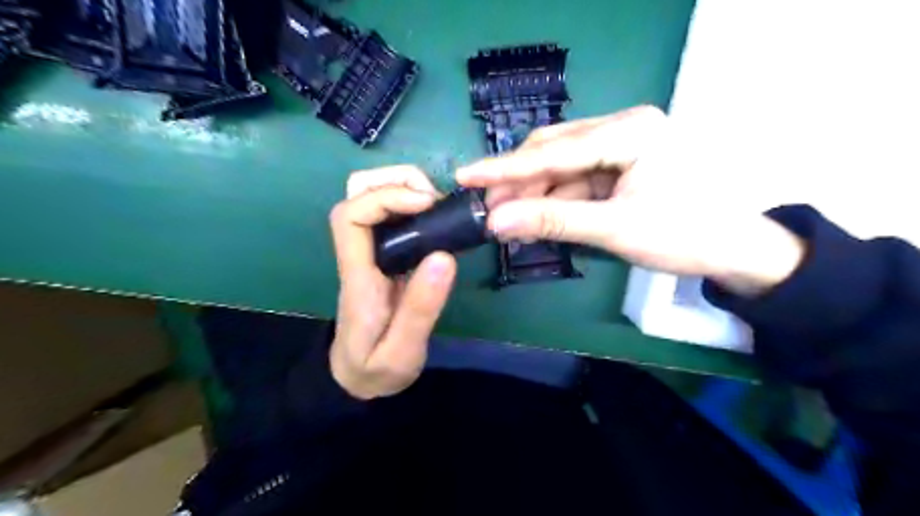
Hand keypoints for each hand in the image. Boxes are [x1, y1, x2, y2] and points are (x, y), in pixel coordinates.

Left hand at [330, 165, 460, 398]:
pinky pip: (391, 214)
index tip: (426, 204)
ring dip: (404, 187)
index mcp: (357, 275)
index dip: (386, 196)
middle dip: (395, 180)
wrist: (357, 378)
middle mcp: (359, 254)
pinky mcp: (384, 255)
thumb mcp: (402, 351)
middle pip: (355, 192)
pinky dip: (413, 202)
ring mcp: (370, 252)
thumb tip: (445, 256)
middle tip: (435, 200)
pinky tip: (437, 219)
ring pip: (371, 196)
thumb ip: (421, 309)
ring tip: (439, 207)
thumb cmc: (376, 368)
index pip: (350, 215)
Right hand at [455, 106, 802, 293]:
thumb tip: (497, 223)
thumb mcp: (615, 229)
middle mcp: (622, 128)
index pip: (554, 150)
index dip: (505, 168)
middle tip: (487, 211)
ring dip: (533, 193)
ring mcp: (620, 147)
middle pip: (554, 150)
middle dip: (518, 182)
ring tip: (505, 219)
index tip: (465, 175)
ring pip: (560, 167)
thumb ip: (553, 222)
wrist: (735, 251)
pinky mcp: (618, 168)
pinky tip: (534, 217)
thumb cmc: (685, 235)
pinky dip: (553, 200)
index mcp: (630, 131)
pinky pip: (575, 180)